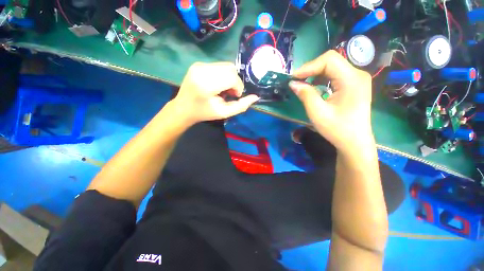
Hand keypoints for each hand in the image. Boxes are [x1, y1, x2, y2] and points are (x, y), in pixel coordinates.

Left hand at [173, 62, 258, 124]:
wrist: (183, 108)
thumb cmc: (204, 112)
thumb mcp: (224, 113)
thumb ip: (241, 106)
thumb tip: (255, 97)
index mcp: (206, 85)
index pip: (232, 77)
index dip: (238, 86)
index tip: (235, 96)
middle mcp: (202, 70)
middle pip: (230, 69)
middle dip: (235, 82)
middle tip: (230, 93)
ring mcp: (199, 65)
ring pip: (226, 66)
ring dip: (230, 77)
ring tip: (223, 89)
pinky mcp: (198, 63)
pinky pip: (219, 66)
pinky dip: (223, 74)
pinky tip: (217, 84)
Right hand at [289, 50, 374, 153]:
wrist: (354, 142)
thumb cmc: (337, 129)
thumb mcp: (318, 112)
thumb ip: (305, 95)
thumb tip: (293, 83)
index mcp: (352, 79)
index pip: (329, 60)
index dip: (308, 66)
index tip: (293, 77)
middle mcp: (357, 75)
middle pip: (331, 61)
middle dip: (311, 69)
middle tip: (296, 80)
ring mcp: (357, 80)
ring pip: (333, 67)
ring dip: (316, 73)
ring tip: (303, 83)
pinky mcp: (354, 85)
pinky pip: (336, 75)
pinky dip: (322, 78)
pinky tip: (314, 86)